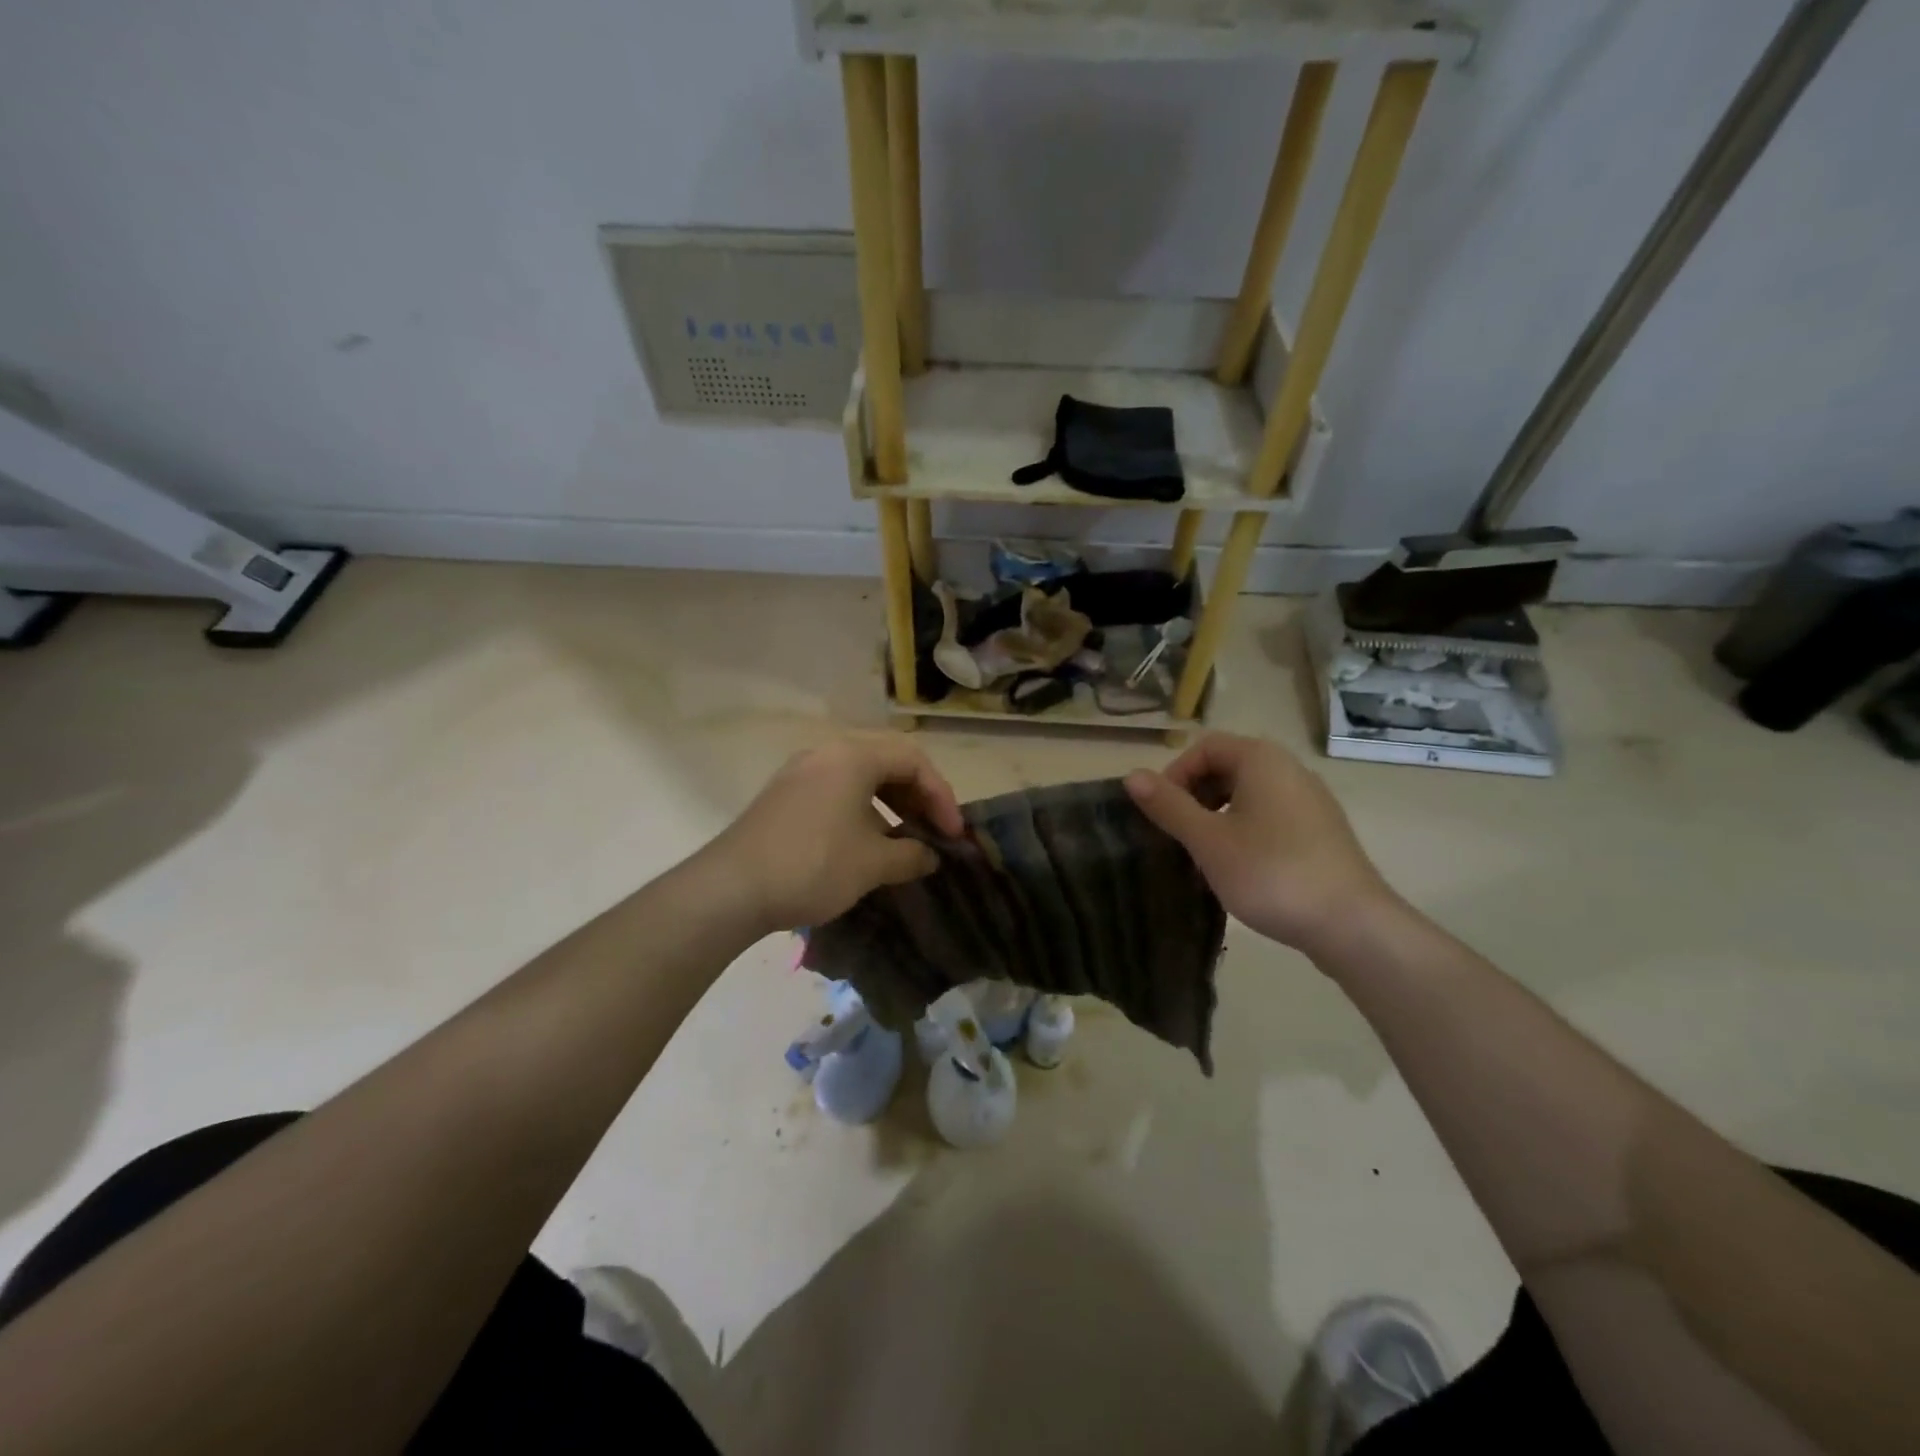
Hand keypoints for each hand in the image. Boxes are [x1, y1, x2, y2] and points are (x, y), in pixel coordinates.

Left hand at [713, 733, 964, 932]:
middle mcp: (826, 753)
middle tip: (934, 832)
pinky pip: (836, 791)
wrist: (731, 889)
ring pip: (860, 777)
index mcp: (852, 756)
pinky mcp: (784, 796)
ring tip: (904, 839)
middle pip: (887, 762)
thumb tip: (930, 856)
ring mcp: (800, 772)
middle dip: (918, 797)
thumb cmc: (813, 865)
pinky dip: (862, 810)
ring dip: (891, 804)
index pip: (914, 760)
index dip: (941, 796)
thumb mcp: (873, 863)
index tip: (953, 834)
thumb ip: (911, 854)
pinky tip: (866, 843)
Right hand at [1125, 732, 1394, 956]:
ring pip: (1248, 794)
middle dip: (1194, 796)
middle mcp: (1289, 769)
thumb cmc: (1271, 873)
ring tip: (1203, 855)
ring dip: (1217, 816)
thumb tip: (1131, 775)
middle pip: (1227, 767)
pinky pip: (1270, 815)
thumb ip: (1169, 806)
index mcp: (1262, 760)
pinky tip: (1238, 868)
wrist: (1352, 925)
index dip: (1175, 775)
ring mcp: (1310, 800)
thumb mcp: (1208, 841)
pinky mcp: (1321, 831)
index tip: (1162, 813)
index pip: (1204, 747)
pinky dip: (1244, 830)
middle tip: (1178, 835)